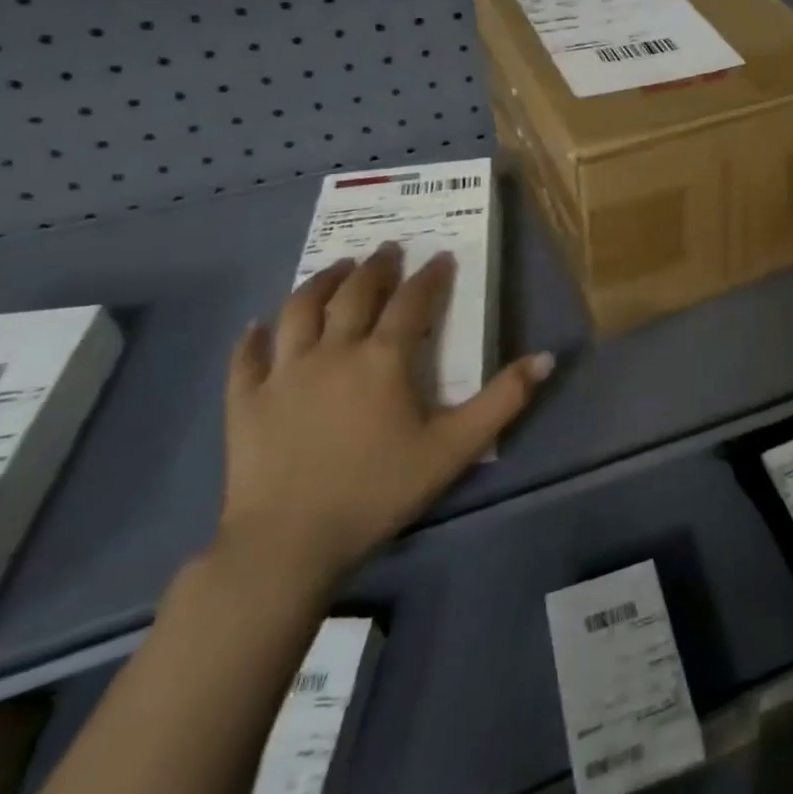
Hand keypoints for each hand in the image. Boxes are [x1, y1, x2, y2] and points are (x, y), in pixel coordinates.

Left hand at [216, 244, 553, 588]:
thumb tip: (546, 357)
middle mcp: (332, 351)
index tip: (441, 257)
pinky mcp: (246, 401)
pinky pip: (247, 358)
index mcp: (383, 359)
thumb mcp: (454, 449)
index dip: (429, 276)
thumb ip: (503, 400)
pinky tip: (258, 325)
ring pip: (299, 310)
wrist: (289, 543)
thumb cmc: (378, 491)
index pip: (411, 302)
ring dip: (320, 282)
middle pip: (354, 294)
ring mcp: (283, 373)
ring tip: (336, 268)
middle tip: (388, 250)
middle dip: (376, 267)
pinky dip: (254, 336)